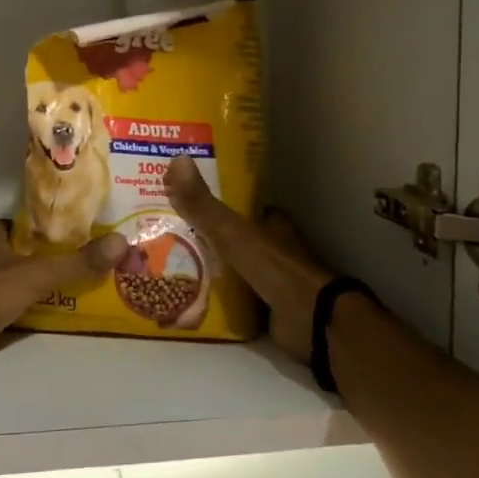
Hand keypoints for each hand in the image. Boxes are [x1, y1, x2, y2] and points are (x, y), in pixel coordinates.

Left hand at [0, 221, 126, 374]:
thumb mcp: (37, 275)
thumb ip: (76, 263)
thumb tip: (120, 243)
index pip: (8, 225)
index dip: (29, 228)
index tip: (55, 234)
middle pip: (6, 255)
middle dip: (30, 259)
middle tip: (64, 265)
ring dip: (20, 288)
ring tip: (56, 293)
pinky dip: (10, 315)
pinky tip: (31, 322)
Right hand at [165, 157, 332, 362]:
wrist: (310, 319)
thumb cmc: (275, 268)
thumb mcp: (233, 232)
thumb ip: (204, 205)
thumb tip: (177, 159)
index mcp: (272, 224)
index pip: (242, 207)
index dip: (218, 204)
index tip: (186, 202)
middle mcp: (274, 248)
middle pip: (236, 238)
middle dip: (209, 239)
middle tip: (168, 237)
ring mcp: (273, 280)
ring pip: (235, 268)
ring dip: (210, 269)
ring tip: (169, 267)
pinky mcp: (268, 309)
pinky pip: (235, 299)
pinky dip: (217, 298)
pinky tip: (189, 298)